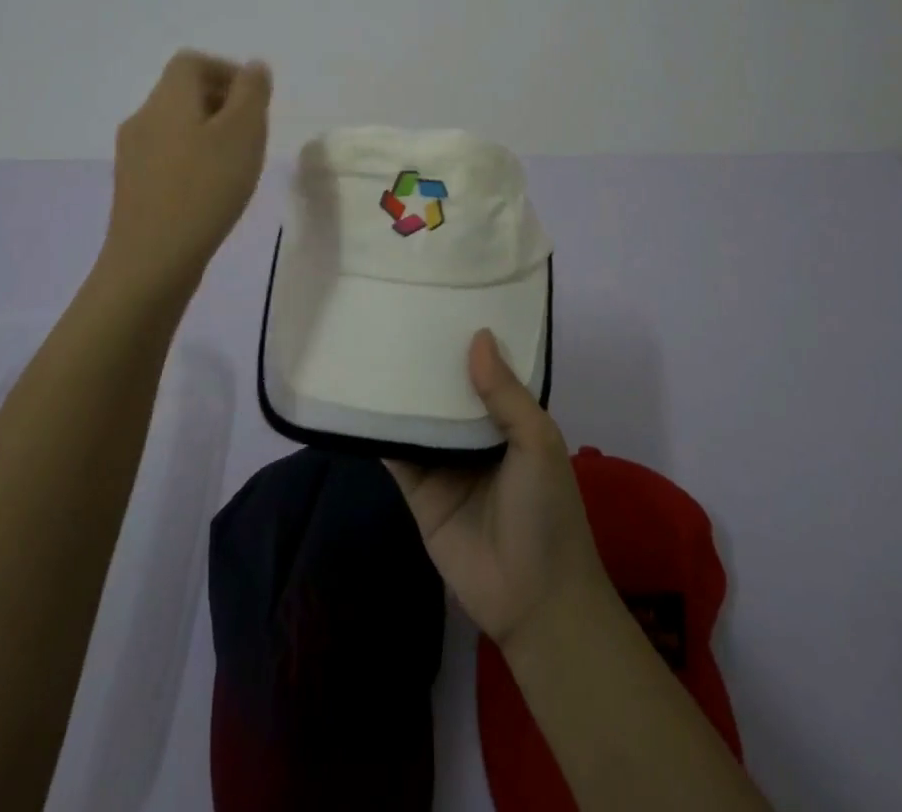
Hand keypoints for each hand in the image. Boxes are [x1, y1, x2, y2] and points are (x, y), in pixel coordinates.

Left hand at [102, 50, 271, 292]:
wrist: (151, 261)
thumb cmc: (205, 189)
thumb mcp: (243, 133)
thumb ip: (251, 93)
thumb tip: (253, 67)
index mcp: (167, 99)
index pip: (191, 61)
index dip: (226, 70)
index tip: (254, 100)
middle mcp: (143, 118)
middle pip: (182, 92)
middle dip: (222, 103)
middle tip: (252, 134)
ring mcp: (132, 154)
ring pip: (176, 126)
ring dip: (209, 133)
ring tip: (236, 164)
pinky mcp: (133, 186)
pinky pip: (167, 155)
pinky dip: (193, 159)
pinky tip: (211, 190)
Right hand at [387, 330, 614, 651]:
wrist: (533, 601)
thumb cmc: (547, 511)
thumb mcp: (538, 441)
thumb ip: (506, 393)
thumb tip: (478, 335)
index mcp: (509, 418)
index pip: (484, 369)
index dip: (466, 339)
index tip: (441, 299)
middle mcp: (474, 434)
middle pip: (444, 389)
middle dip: (426, 359)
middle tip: (394, 309)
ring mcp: (444, 461)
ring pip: (417, 415)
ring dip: (398, 388)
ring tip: (369, 339)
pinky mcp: (417, 489)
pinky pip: (395, 452)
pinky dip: (377, 429)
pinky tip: (355, 396)